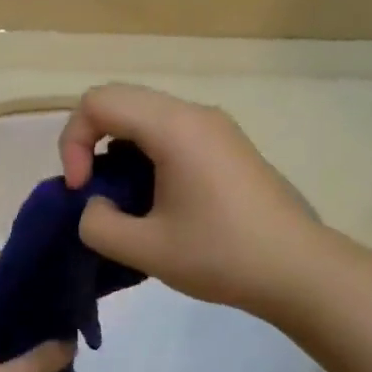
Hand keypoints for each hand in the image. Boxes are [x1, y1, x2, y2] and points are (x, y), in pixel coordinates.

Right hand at [59, 84, 327, 315]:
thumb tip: (96, 207)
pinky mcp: (227, 147)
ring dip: (120, 153)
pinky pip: (172, 134)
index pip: (98, 102)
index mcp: (173, 127)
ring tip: (126, 203)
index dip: (73, 142)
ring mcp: (216, 128)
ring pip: (146, 118)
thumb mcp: (145, 249)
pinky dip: (147, 158)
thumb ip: (98, 224)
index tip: (81, 190)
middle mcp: (195, 114)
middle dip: (92, 144)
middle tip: (94, 193)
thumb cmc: (221, 255)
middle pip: (121, 102)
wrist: (298, 269)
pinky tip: (157, 203)